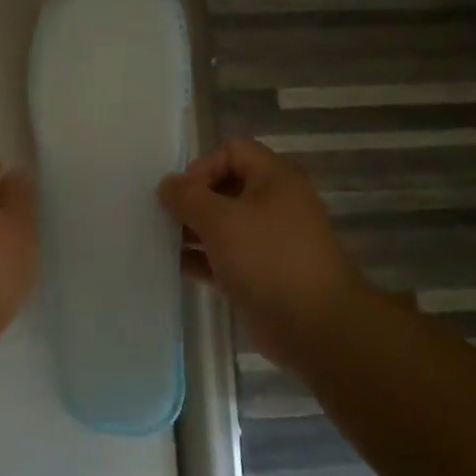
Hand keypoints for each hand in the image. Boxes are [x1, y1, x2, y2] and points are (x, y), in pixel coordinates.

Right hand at [158, 138, 366, 373]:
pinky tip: (175, 267)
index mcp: (274, 178)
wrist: (313, 323)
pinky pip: (224, 257)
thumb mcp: (220, 220)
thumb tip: (167, 184)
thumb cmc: (267, 258)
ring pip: (223, 225)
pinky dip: (201, 259)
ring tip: (162, 242)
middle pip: (225, 188)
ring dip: (192, 231)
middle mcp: (274, 203)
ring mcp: (268, 240)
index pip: (232, 151)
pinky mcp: (260, 273)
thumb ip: (187, 197)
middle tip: (164, 219)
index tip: (180, 196)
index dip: (202, 167)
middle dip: (192, 201)